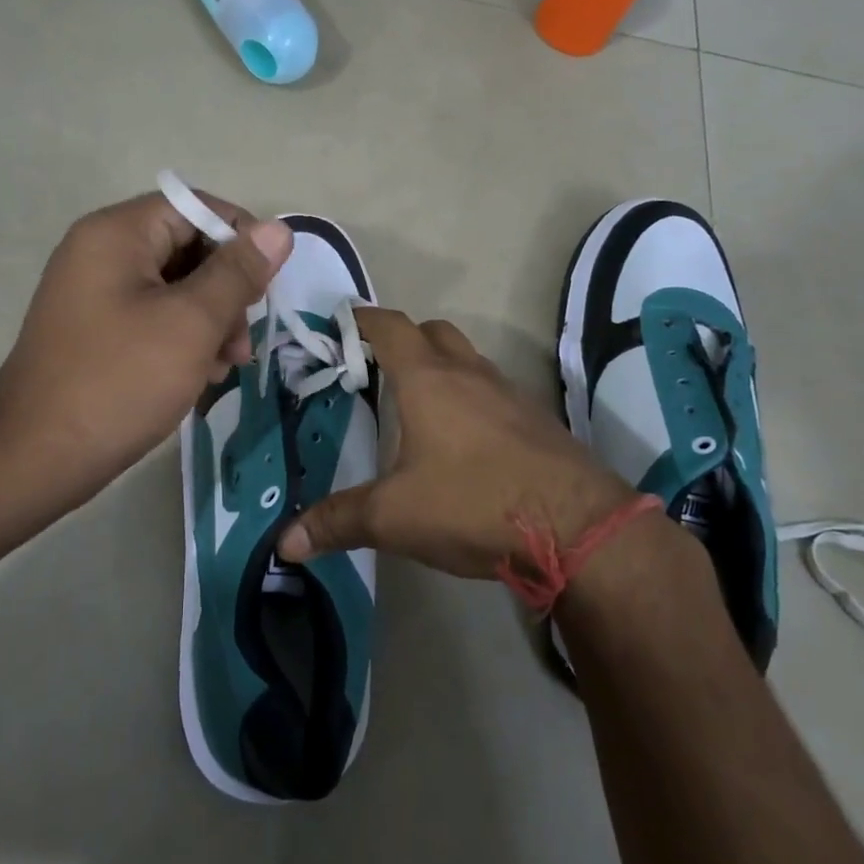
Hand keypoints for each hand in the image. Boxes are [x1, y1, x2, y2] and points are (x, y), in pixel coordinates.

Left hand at [0, 190, 291, 521]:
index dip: (240, 238)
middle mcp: (101, 252)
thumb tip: (279, 229)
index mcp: (117, 234)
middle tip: (243, 339)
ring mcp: (95, 293)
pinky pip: (154, 317)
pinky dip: (184, 338)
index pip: (195, 207)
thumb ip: (238, 273)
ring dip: (212, 320)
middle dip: (227, 290)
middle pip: (187, 247)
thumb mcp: (191, 323)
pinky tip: (202, 376)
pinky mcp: (97, 330)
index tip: (267, 285)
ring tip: (228, 366)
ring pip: (176, 287)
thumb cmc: (120, 381)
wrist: (36, 458)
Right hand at [277, 309, 638, 578]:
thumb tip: (285, 543)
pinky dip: (472, 398)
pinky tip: (465, 441)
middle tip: (378, 368)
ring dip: (443, 368)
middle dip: (405, 339)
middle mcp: (470, 374)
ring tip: (418, 405)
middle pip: (434, 332)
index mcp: (427, 379)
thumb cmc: (473, 503)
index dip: (364, 319)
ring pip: (469, 360)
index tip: (343, 322)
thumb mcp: (394, 517)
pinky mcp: (537, 421)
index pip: (391, 327)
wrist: (578, 527)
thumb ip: (337, 522)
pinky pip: (495, 392)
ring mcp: (510, 394)